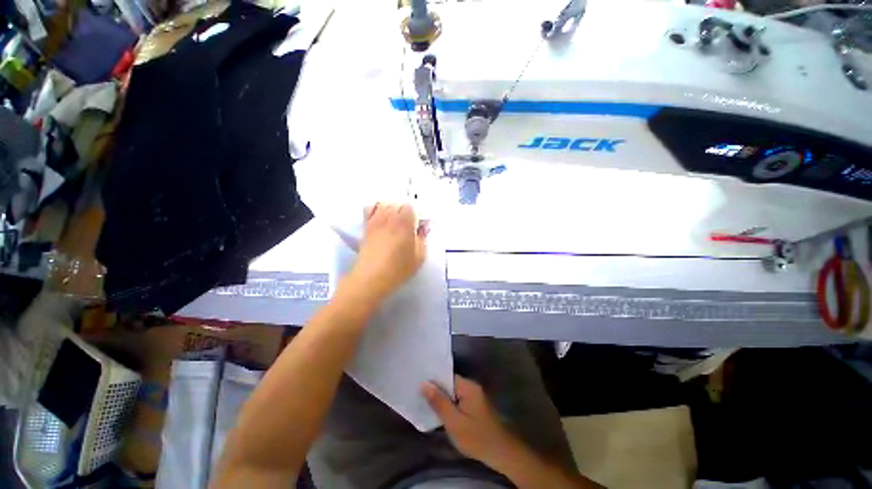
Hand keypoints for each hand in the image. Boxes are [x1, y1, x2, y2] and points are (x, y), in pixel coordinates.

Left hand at [351, 202, 427, 299]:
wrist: (371, 277)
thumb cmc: (399, 268)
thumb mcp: (419, 256)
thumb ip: (423, 238)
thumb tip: (425, 226)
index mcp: (405, 223)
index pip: (411, 205)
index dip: (416, 213)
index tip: (418, 224)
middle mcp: (389, 217)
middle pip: (397, 202)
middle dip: (405, 210)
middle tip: (409, 223)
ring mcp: (375, 220)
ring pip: (384, 203)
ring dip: (391, 207)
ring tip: (395, 219)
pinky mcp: (366, 226)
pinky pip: (369, 208)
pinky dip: (376, 208)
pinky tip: (381, 217)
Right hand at [423, 375, 521, 469]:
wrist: (502, 453)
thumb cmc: (476, 437)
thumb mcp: (454, 422)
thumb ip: (439, 402)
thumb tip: (424, 384)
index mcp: (468, 386)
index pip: (446, 376)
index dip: (433, 381)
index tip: (418, 385)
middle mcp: (472, 387)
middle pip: (449, 384)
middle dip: (436, 391)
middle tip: (418, 396)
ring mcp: (474, 396)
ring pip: (453, 393)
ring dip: (442, 399)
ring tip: (425, 404)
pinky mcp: (475, 406)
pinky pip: (458, 400)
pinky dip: (450, 405)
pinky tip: (440, 413)